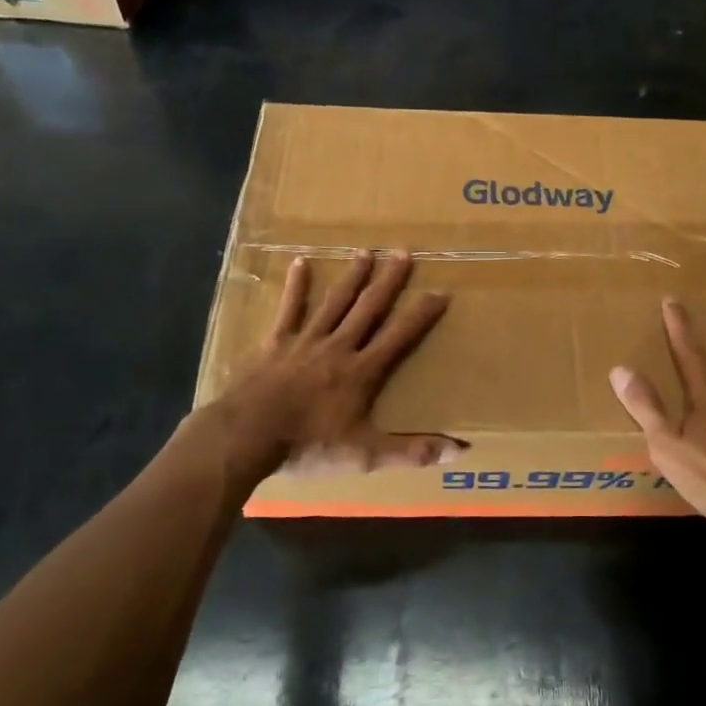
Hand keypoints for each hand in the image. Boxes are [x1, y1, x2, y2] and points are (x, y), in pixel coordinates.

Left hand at [218, 249, 461, 476]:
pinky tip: (301, 261)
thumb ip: (411, 450)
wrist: (247, 436)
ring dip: (352, 276)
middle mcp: (339, 346)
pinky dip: (297, 285)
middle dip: (389, 280)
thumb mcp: (365, 454)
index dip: (422, 314)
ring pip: (335, 301)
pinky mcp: (276, 342)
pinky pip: (290, 308)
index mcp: (362, 371)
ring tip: (365, 250)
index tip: (441, 291)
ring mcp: (306, 340)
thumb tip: (459, 451)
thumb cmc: (308, 445)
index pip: (400, 336)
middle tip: (403, 252)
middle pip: (369, 308)